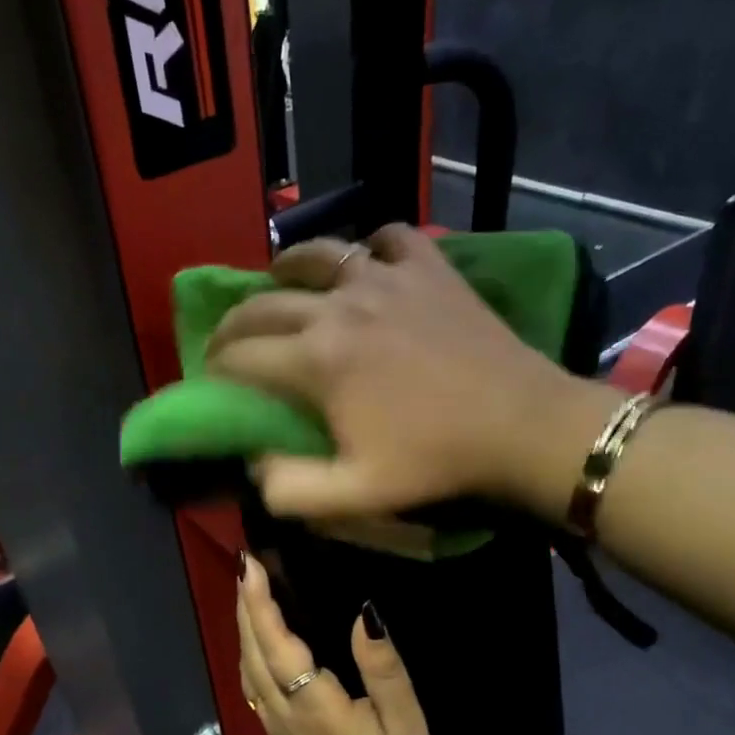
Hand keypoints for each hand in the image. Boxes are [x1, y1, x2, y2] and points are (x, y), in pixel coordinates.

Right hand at [206, 225, 624, 521]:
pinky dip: (368, 249)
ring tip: (278, 283)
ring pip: (318, 254)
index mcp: (316, 359)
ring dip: (285, 269)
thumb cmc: (436, 461)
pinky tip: (366, 266)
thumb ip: (289, 488)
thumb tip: (253, 462)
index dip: (216, 367)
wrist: (522, 426)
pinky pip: (387, 239)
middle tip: (228, 343)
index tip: (212, 379)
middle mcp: (339, 305)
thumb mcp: (355, 495)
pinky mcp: (429, 267)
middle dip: (234, 323)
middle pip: (264, 303)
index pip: (242, 354)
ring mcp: (387, 277)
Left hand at [236, 553, 435, 734]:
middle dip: (245, 605)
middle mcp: (281, 714)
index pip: (276, 644)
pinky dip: (249, 652)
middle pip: (252, 652)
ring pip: (246, 669)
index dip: (260, 603)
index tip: (250, 565)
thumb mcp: (404, 720)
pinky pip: (251, 686)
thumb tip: (364, 613)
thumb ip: (381, 666)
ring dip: (243, 627)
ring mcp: (273, 729)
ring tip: (248, 591)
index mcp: (311, 705)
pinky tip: (257, 639)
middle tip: (245, 565)